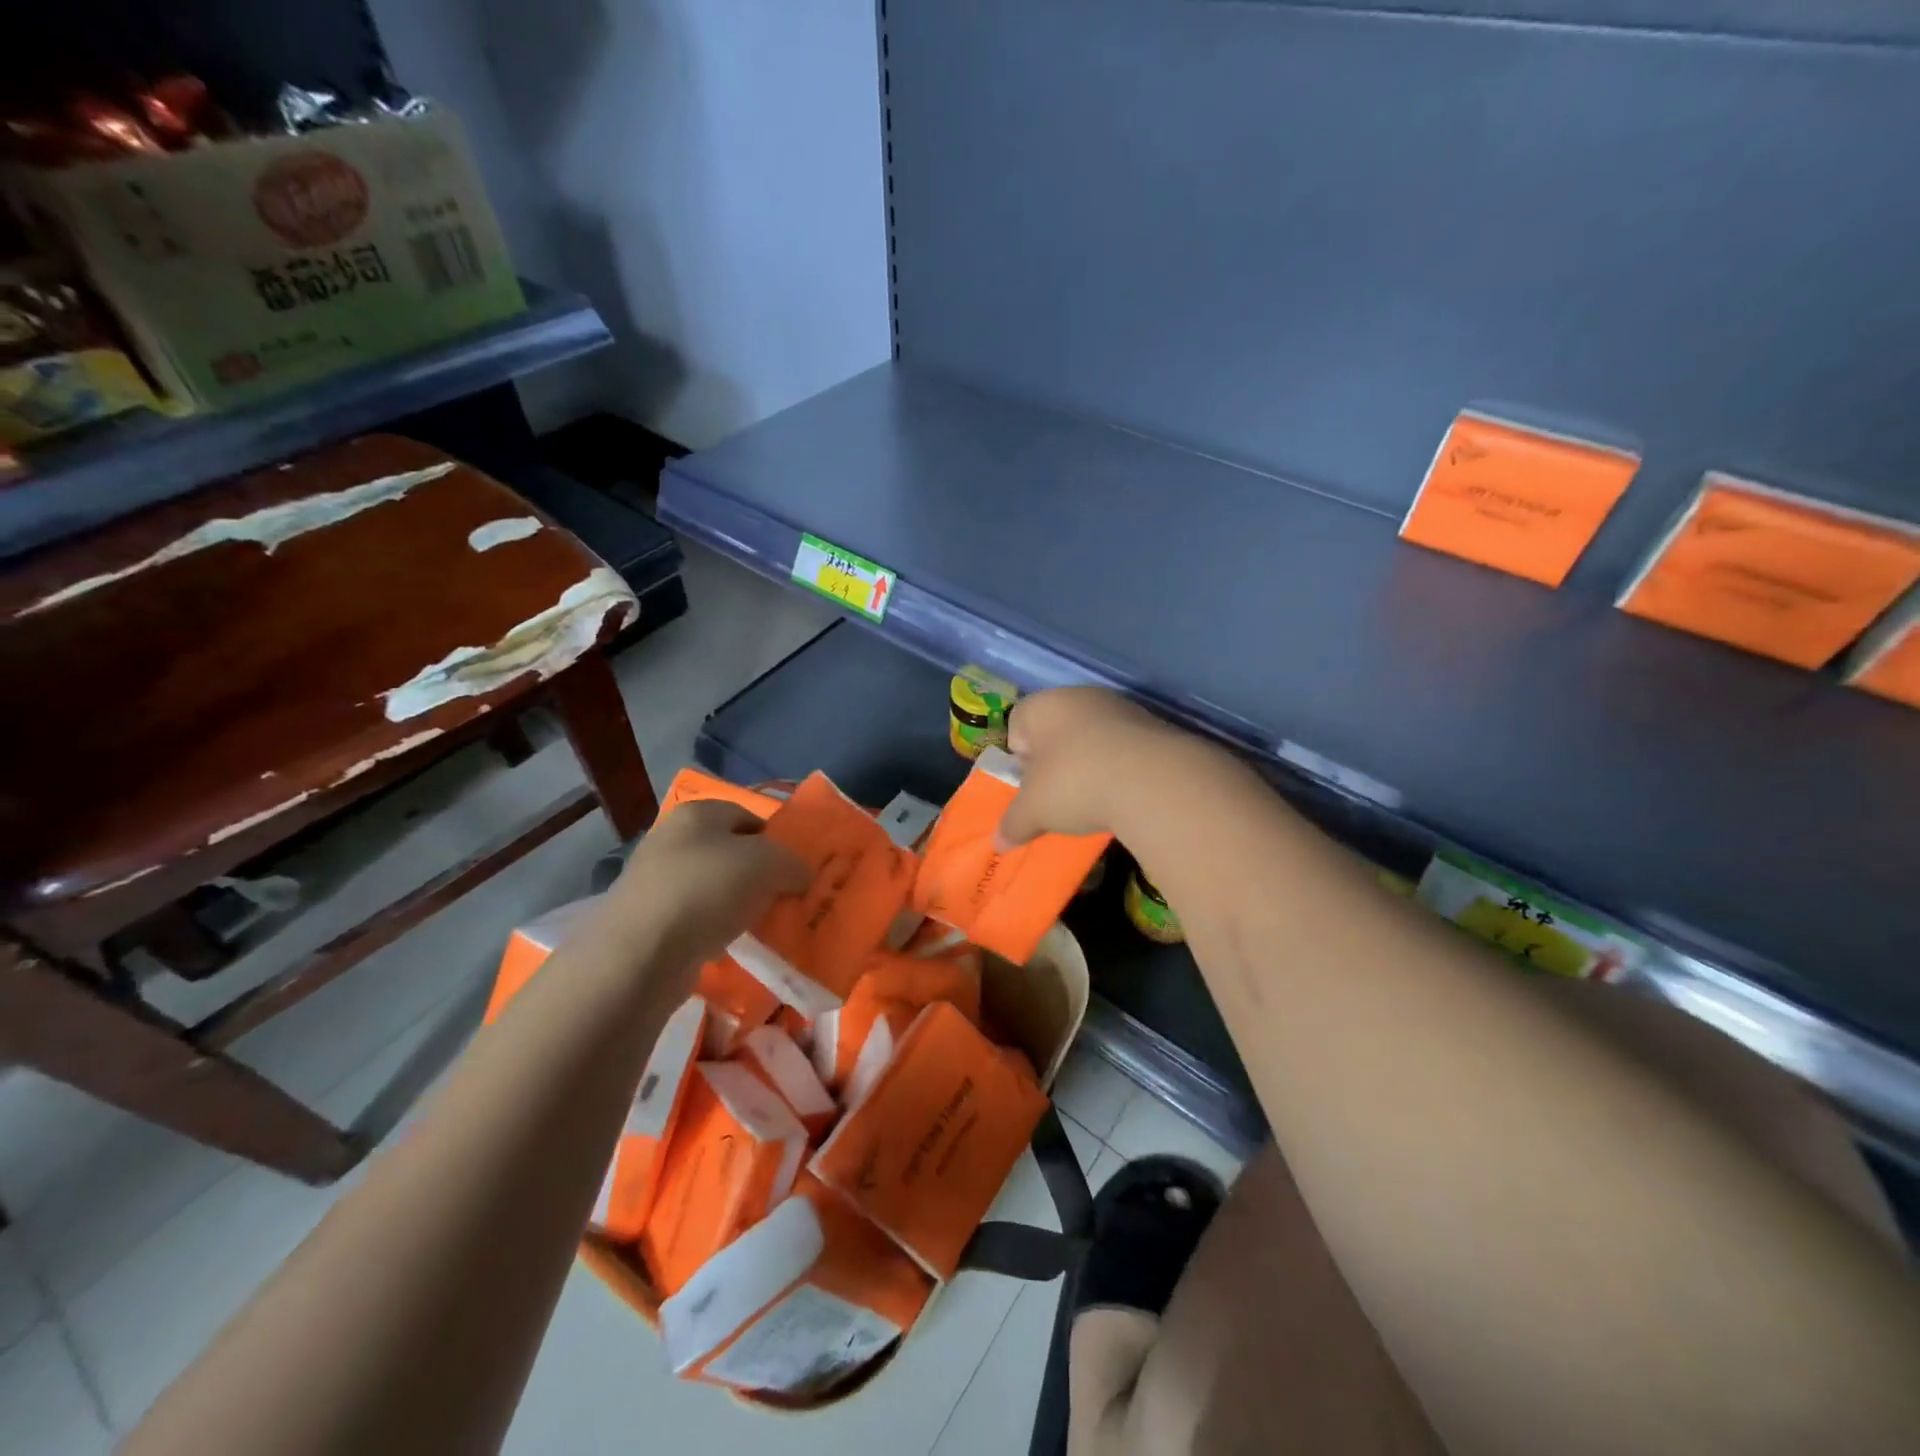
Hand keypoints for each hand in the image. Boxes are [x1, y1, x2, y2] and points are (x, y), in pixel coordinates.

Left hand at [600, 800, 808, 983]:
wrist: (640, 954)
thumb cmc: (707, 890)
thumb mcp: (769, 863)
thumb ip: (793, 863)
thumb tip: (801, 876)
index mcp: (698, 812)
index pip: (750, 816)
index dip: (777, 840)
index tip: (795, 869)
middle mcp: (672, 838)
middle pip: (731, 852)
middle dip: (759, 874)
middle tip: (785, 897)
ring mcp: (655, 880)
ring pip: (714, 886)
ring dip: (739, 904)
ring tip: (763, 924)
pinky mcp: (648, 919)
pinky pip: (696, 917)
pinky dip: (716, 928)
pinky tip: (732, 945)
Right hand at [998, 687, 1173, 845]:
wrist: (1153, 781)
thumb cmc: (1075, 784)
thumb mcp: (1034, 811)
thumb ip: (1013, 824)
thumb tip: (998, 844)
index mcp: (1043, 705)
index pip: (1017, 724)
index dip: (1020, 757)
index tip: (1030, 786)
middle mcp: (1080, 696)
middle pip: (1057, 730)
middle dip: (1055, 762)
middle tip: (1058, 796)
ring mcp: (1121, 709)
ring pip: (1093, 738)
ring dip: (1090, 765)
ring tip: (1094, 800)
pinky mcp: (1154, 727)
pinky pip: (1124, 749)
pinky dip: (1121, 769)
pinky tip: (1124, 796)